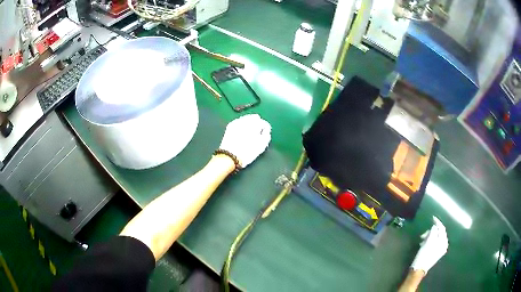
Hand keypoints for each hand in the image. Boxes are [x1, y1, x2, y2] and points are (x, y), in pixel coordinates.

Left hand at [219, 114, 271, 167]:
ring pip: (246, 118)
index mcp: (255, 124)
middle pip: (255, 118)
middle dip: (257, 124)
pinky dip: (242, 125)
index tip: (264, 135)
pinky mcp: (230, 125)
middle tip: (257, 134)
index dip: (265, 129)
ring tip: (249, 134)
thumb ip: (266, 135)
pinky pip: (239, 122)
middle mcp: (245, 120)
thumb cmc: (247, 152)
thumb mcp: (262, 145)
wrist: (230, 157)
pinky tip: (242, 133)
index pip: (264, 123)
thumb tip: (266, 130)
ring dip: (249, 124)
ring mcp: (237, 122)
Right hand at [410, 216, 448, 273]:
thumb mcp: (428, 241)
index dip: (437, 222)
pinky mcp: (436, 253)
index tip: (432, 218)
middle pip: (439, 233)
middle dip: (431, 231)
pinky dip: (429, 241)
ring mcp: (440, 249)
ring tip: (422, 240)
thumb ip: (433, 232)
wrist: (419, 269)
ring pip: (436, 238)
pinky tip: (423, 244)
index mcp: (443, 242)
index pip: (442, 228)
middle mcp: (444, 245)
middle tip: (423, 234)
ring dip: (429, 237)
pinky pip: (434, 242)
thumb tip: (434, 226)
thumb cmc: (424, 255)